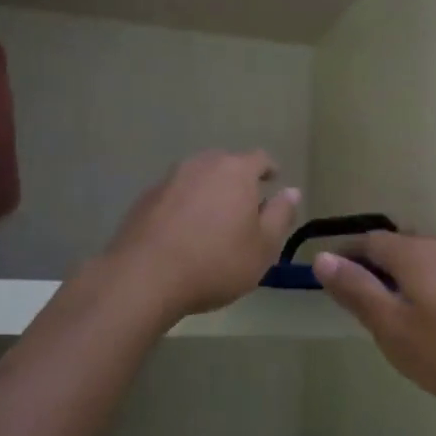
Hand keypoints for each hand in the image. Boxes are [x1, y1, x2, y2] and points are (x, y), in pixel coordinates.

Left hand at [102, 150, 300, 323]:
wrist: (144, 277)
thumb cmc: (215, 262)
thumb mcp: (263, 248)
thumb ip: (281, 215)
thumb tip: (291, 191)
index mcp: (236, 171)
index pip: (260, 159)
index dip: (269, 170)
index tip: (273, 182)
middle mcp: (202, 164)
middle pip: (226, 164)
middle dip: (237, 181)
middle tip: (244, 207)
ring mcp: (169, 179)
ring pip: (198, 178)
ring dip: (208, 193)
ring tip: (212, 221)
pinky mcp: (145, 198)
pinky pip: (174, 195)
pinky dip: (184, 207)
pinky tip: (183, 233)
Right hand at [312, 231, 435, 414]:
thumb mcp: (396, 329)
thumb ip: (358, 291)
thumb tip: (322, 257)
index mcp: (412, 253)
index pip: (368, 240)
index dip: (347, 255)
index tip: (333, 278)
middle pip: (401, 246)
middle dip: (379, 266)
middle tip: (367, 301)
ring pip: (431, 259)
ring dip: (411, 277)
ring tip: (405, 312)